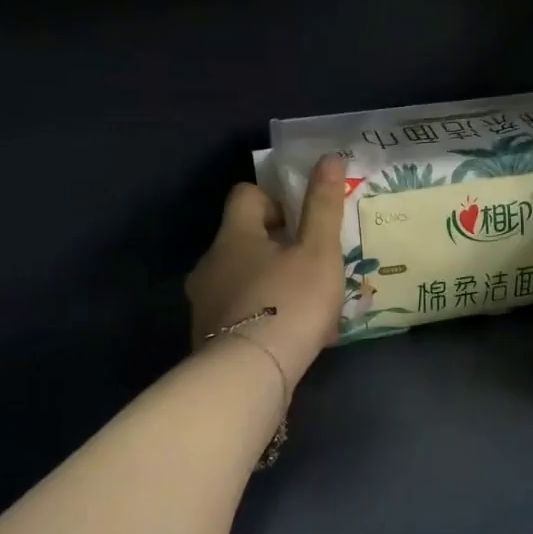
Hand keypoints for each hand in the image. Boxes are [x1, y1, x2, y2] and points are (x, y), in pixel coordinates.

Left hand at [185, 154, 347, 394]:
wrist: (249, 376)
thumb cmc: (289, 302)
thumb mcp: (318, 251)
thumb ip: (323, 205)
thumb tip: (328, 157)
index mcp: (233, 236)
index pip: (245, 195)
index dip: (275, 198)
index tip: (302, 219)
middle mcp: (210, 264)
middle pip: (244, 239)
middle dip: (280, 246)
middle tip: (314, 263)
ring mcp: (205, 303)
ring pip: (244, 278)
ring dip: (274, 282)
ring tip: (311, 305)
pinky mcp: (210, 337)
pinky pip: (243, 312)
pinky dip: (266, 314)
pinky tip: (296, 336)